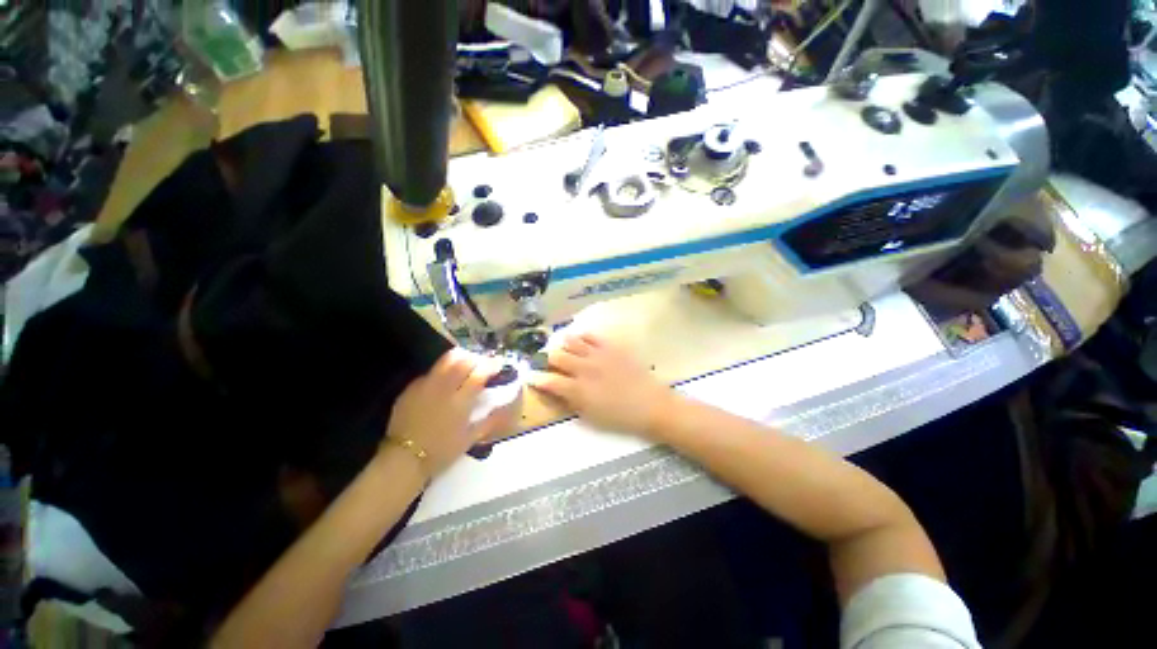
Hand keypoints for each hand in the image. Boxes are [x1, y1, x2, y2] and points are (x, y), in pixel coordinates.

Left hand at [384, 350, 508, 476]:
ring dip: (459, 358)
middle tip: (481, 364)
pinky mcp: (411, 388)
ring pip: (445, 360)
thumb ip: (490, 421)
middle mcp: (444, 388)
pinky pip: (430, 372)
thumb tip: (507, 409)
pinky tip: (443, 382)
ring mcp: (426, 386)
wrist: (403, 460)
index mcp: (461, 401)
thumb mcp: (470, 439)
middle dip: (476, 358)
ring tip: (464, 365)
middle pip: (463, 360)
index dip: (491, 365)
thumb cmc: (441, 451)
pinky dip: (441, 371)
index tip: (498, 365)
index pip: (479, 373)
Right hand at [528, 333, 674, 438]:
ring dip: (563, 345)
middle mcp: (584, 368)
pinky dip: (582, 337)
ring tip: (562, 348)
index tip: (531, 377)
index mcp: (577, 390)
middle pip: (556, 356)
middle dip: (547, 359)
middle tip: (547, 362)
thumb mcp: (591, 417)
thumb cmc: (620, 417)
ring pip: (571, 341)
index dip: (536, 379)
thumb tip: (557, 392)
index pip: (549, 381)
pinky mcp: (611, 347)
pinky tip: (581, 341)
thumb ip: (571, 402)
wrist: (651, 405)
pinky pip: (592, 336)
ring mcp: (598, 355)